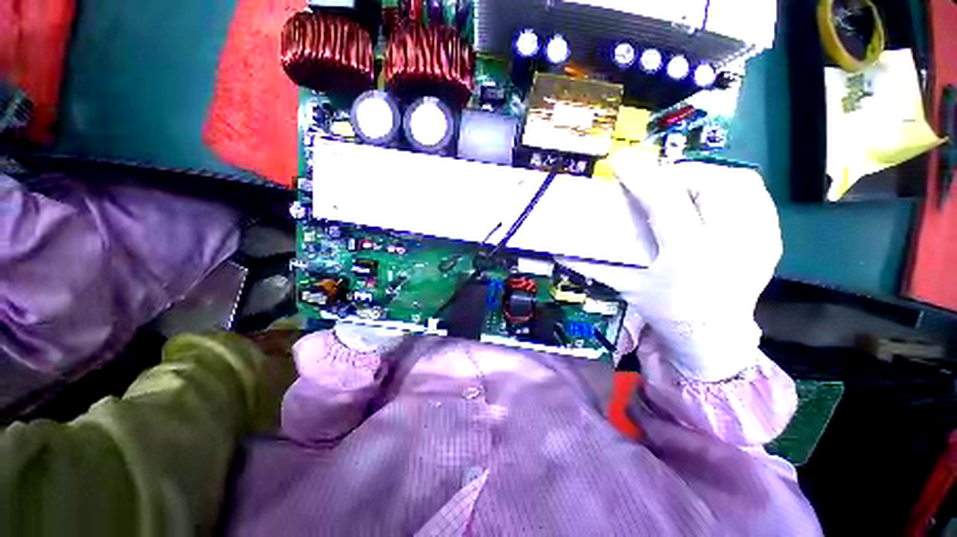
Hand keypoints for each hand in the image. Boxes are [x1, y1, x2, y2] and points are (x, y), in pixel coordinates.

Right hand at [559, 152, 781, 380]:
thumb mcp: (626, 287)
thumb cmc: (666, 311)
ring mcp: (759, 241)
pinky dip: (731, 187)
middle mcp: (730, 245)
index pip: (666, 202)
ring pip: (740, 182)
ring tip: (684, 190)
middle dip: (678, 174)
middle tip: (657, 183)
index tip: (622, 160)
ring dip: (706, 177)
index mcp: (688, 257)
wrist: (714, 339)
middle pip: (710, 183)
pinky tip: (711, 201)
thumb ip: (591, 265)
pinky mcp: (772, 240)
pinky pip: (756, 195)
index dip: (642, 177)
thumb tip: (557, 250)